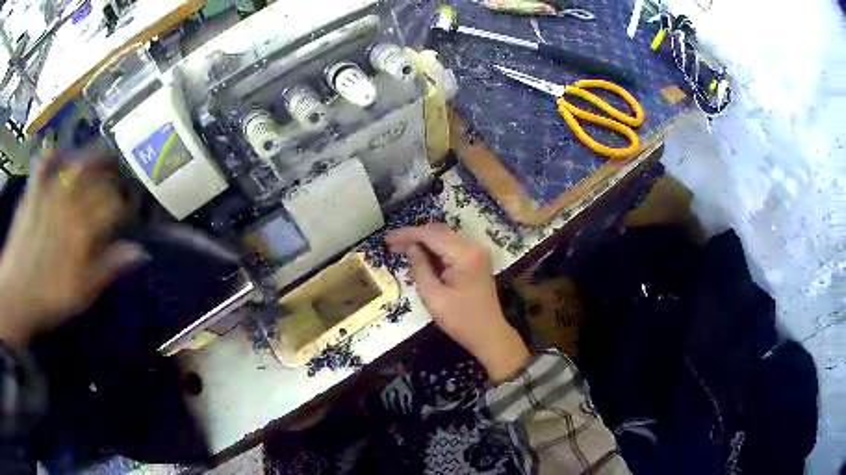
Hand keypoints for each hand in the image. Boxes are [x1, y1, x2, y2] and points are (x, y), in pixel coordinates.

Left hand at [0, 149, 142, 348]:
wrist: (15, 292)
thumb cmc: (48, 298)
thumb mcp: (81, 295)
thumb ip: (107, 268)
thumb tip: (138, 250)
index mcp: (83, 230)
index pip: (115, 206)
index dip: (126, 207)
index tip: (130, 213)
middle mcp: (69, 203)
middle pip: (100, 180)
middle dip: (114, 180)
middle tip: (118, 185)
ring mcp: (50, 191)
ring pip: (78, 162)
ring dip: (94, 157)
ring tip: (102, 158)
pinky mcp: (34, 187)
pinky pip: (48, 159)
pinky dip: (58, 152)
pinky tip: (65, 155)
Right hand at [387, 224, 529, 380]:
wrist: (488, 334)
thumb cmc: (460, 319)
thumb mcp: (433, 296)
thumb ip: (420, 268)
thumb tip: (410, 248)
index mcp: (464, 253)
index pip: (431, 235)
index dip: (407, 235)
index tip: (387, 239)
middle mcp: (473, 246)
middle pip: (438, 232)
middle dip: (414, 236)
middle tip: (391, 244)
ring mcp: (476, 252)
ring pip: (444, 237)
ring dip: (423, 242)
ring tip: (400, 249)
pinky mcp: (476, 259)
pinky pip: (451, 247)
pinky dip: (434, 250)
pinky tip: (418, 258)